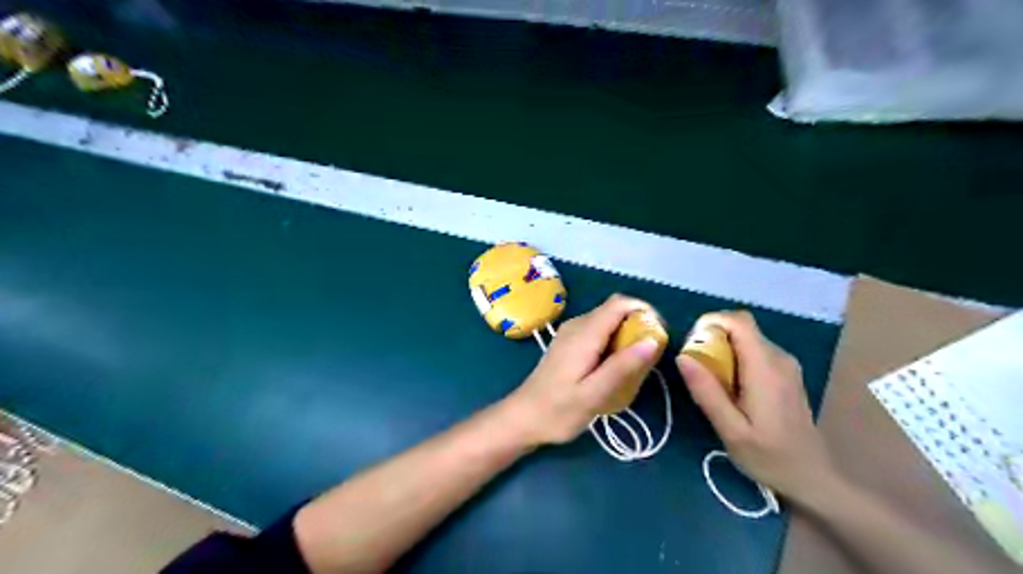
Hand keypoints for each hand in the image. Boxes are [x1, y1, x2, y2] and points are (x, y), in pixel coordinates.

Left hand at [501, 294, 663, 444]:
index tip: (659, 336)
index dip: (644, 311)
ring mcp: (570, 333)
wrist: (523, 418)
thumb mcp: (594, 394)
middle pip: (615, 310)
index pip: (620, 304)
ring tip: (635, 367)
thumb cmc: (558, 411)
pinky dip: (613, 342)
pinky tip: (613, 368)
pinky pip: (598, 331)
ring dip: (627, 335)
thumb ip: (623, 366)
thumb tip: (653, 340)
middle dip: (638, 326)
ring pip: (607, 321)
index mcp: (584, 333)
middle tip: (649, 359)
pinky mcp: (569, 342)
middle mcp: (577, 325)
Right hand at [677, 311, 833, 501]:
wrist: (812, 477)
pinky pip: (755, 352)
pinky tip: (730, 388)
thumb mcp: (730, 430)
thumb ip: (706, 391)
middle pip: (741, 329)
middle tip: (696, 367)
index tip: (691, 342)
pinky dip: (735, 359)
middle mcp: (779, 358)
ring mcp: (785, 365)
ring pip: (747, 339)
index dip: (712, 321)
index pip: (739, 321)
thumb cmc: (768, 456)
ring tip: (710, 381)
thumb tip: (682, 357)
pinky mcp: (785, 373)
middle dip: (713, 338)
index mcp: (765, 368)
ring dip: (723, 350)